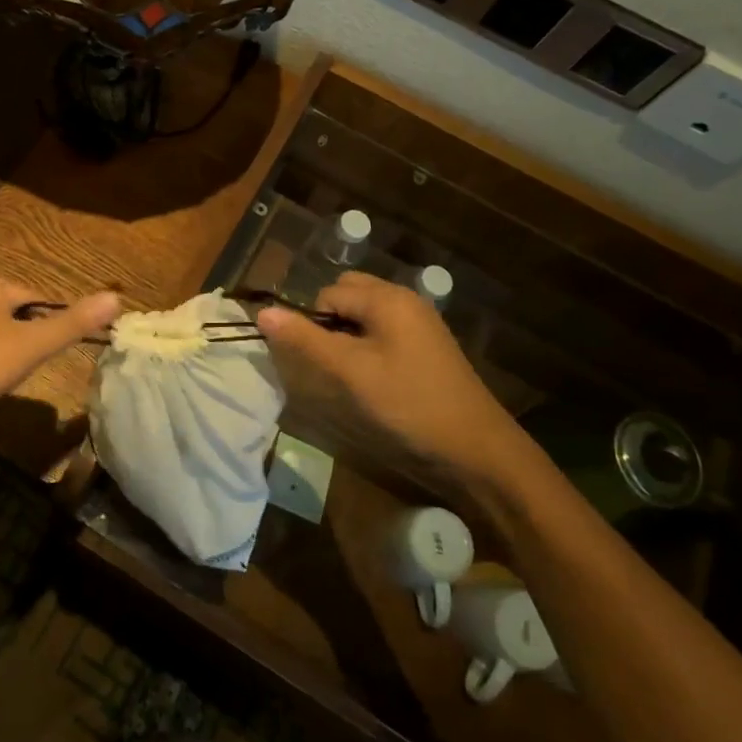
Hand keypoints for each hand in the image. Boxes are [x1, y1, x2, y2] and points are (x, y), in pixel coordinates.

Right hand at [255, 271, 527, 481]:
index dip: (312, 323)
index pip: (328, 293)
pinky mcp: (427, 345)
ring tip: (348, 374)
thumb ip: (306, 340)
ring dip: (347, 335)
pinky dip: (367, 345)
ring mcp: (420, 322)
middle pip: (347, 295)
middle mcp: (404, 300)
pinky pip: (383, 330)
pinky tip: (372, 378)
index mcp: (387, 298)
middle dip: (329, 322)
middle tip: (331, 365)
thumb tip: (263, 312)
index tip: (314, 362)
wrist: (477, 448)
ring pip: (365, 314)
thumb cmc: (409, 404)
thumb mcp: (350, 372)